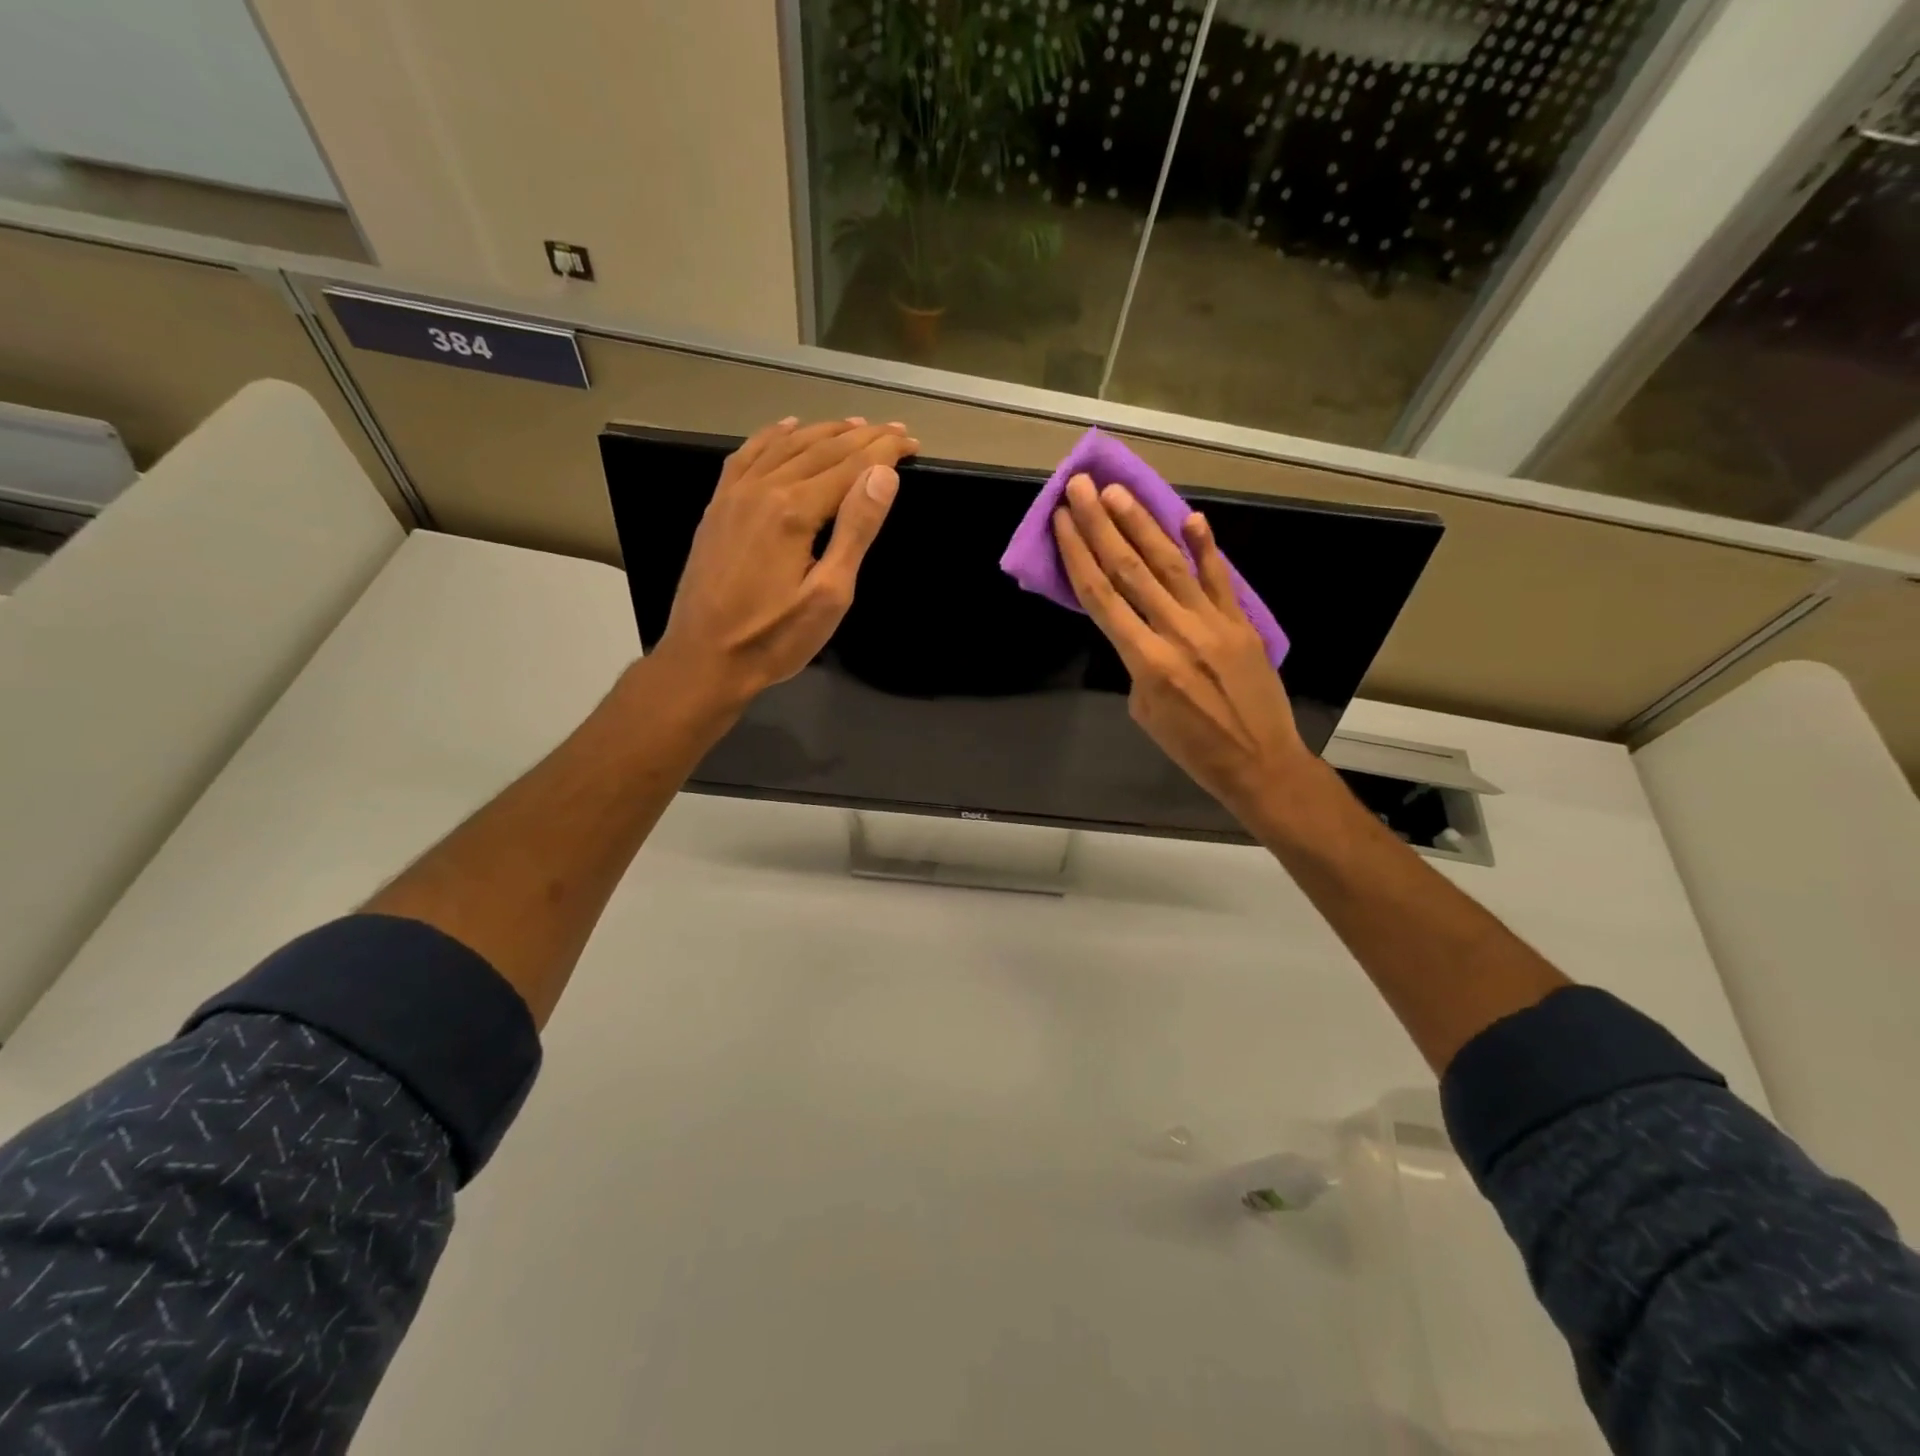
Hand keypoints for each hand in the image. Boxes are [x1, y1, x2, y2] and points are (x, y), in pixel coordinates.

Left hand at [654, 416, 917, 711]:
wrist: (704, 660)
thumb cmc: (774, 638)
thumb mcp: (829, 595)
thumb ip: (855, 530)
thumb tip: (882, 475)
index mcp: (795, 510)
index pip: (851, 466)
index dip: (885, 452)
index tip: (912, 442)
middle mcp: (763, 489)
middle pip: (821, 450)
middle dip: (863, 437)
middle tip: (895, 430)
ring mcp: (735, 494)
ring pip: (785, 446)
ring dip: (823, 431)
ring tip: (854, 425)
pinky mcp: (718, 507)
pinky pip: (747, 455)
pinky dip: (772, 435)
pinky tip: (787, 427)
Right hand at [1053, 474, 1309, 833]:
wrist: (1259, 762)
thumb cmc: (1193, 749)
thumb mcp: (1145, 713)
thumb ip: (1138, 664)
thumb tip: (1141, 633)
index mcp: (1144, 661)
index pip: (1101, 596)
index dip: (1078, 553)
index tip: (1062, 520)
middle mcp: (1175, 631)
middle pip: (1129, 569)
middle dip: (1101, 524)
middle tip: (1081, 486)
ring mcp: (1212, 622)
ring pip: (1170, 564)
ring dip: (1141, 524)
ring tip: (1119, 491)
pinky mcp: (1241, 623)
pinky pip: (1219, 579)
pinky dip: (1205, 548)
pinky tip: (1190, 517)